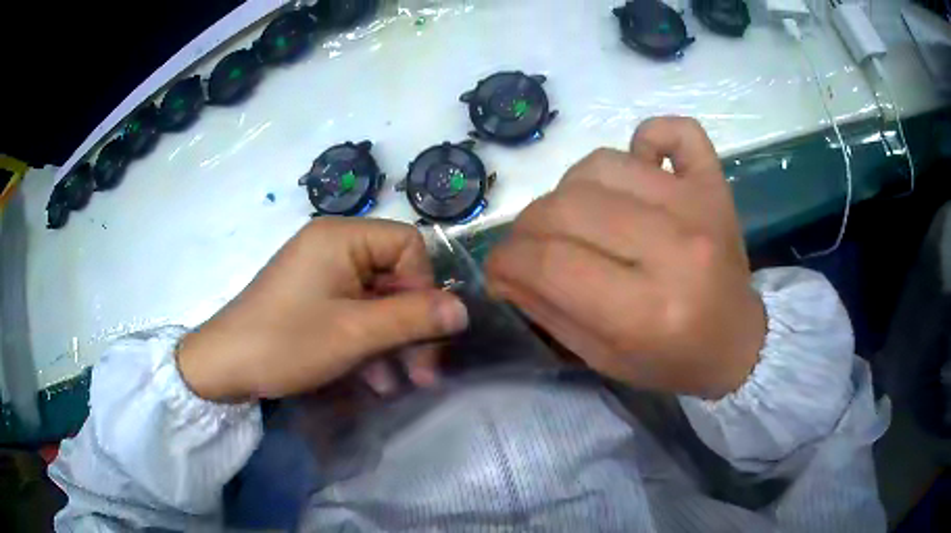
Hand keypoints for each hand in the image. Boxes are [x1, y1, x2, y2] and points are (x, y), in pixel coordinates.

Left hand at [176, 218, 468, 401]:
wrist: (223, 367)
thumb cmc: (286, 342)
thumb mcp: (355, 334)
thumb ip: (413, 318)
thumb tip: (464, 309)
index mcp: (342, 237)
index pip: (408, 245)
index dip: (424, 287)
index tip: (425, 331)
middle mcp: (333, 245)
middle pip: (394, 276)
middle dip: (411, 325)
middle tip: (424, 373)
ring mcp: (321, 272)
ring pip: (377, 299)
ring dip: (392, 341)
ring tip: (400, 384)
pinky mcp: (313, 297)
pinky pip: (354, 312)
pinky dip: (368, 342)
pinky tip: (374, 379)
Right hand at [486, 117, 764, 398]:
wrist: (738, 341)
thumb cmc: (672, 360)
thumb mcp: (602, 358)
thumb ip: (546, 310)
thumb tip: (503, 266)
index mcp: (647, 311)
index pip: (550, 263)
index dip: (507, 260)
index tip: (499, 267)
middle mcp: (675, 248)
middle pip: (568, 206)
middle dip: (528, 228)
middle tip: (531, 247)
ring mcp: (699, 205)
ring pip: (602, 164)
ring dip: (573, 190)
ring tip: (583, 218)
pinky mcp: (715, 183)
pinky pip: (674, 130)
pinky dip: (646, 137)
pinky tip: (639, 165)